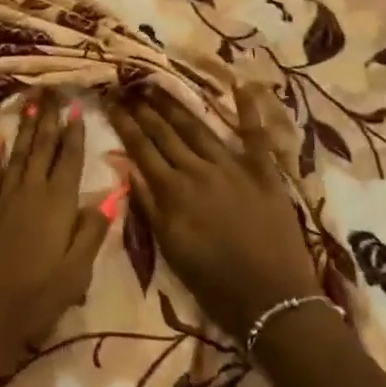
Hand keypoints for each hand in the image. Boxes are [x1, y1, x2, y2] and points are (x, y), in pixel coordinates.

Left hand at [0, 91, 109, 373]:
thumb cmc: (31, 300)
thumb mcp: (74, 275)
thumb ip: (91, 233)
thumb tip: (111, 194)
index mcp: (57, 206)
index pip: (69, 161)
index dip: (74, 134)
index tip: (77, 108)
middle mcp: (30, 193)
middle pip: (42, 149)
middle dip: (48, 119)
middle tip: (52, 90)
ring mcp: (3, 200)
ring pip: (18, 154)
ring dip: (25, 128)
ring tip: (30, 102)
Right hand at [111, 82, 323, 338]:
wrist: (273, 302)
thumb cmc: (214, 283)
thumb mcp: (170, 248)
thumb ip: (148, 205)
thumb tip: (126, 166)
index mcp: (173, 191)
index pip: (142, 149)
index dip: (125, 124)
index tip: (111, 101)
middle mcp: (199, 170)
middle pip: (166, 134)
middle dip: (145, 109)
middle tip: (130, 85)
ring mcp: (233, 168)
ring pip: (199, 129)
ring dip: (177, 106)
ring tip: (160, 85)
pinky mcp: (264, 173)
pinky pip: (255, 136)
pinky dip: (249, 110)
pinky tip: (242, 84)